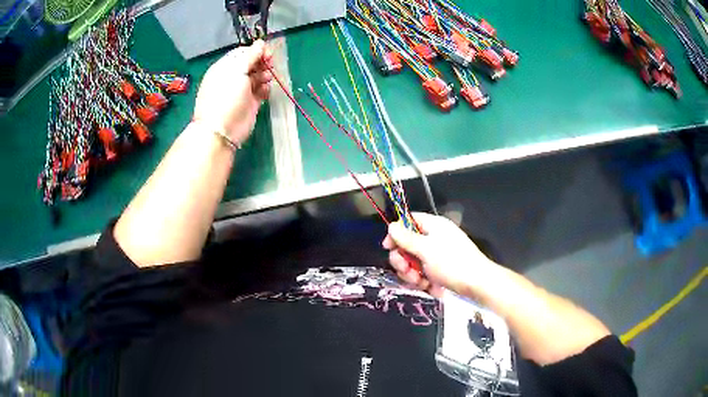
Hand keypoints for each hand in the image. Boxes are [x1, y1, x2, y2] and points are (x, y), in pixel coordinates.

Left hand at [193, 40, 273, 144]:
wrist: (222, 130)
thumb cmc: (225, 97)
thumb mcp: (236, 71)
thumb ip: (250, 56)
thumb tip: (260, 42)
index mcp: (225, 67)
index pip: (242, 53)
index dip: (255, 51)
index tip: (267, 53)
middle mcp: (232, 77)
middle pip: (251, 63)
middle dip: (262, 62)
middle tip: (269, 65)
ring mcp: (241, 91)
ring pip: (257, 76)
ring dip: (264, 75)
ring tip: (266, 79)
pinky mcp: (250, 103)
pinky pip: (260, 91)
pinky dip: (265, 89)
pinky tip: (264, 91)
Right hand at [382, 213, 503, 299]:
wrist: (477, 284)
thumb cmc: (452, 263)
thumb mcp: (426, 249)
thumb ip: (406, 238)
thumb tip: (391, 226)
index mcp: (433, 226)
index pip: (409, 221)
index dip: (396, 232)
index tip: (388, 247)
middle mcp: (433, 238)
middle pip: (406, 244)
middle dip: (403, 259)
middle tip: (406, 270)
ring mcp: (436, 256)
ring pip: (412, 262)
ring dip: (411, 273)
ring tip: (420, 282)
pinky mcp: (438, 271)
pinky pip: (421, 273)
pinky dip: (421, 280)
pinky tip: (428, 287)